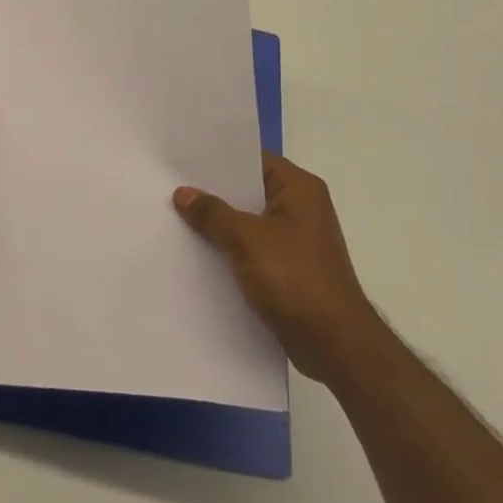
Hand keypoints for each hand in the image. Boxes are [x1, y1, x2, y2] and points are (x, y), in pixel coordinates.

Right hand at [174, 154, 377, 386]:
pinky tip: (195, 252)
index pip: (253, 159)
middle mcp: (300, 208)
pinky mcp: (287, 269)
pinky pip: (250, 249)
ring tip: (173, 217)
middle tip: (169, 185)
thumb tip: (183, 193)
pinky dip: (227, 249)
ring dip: (217, 224)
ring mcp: (294, 240)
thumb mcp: (247, 239)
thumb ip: (213, 213)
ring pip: (246, 222)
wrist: (334, 344)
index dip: (218, 158)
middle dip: (211, 192)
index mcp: (299, 189)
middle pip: (247, 190)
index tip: (181, 157)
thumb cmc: (295, 278)